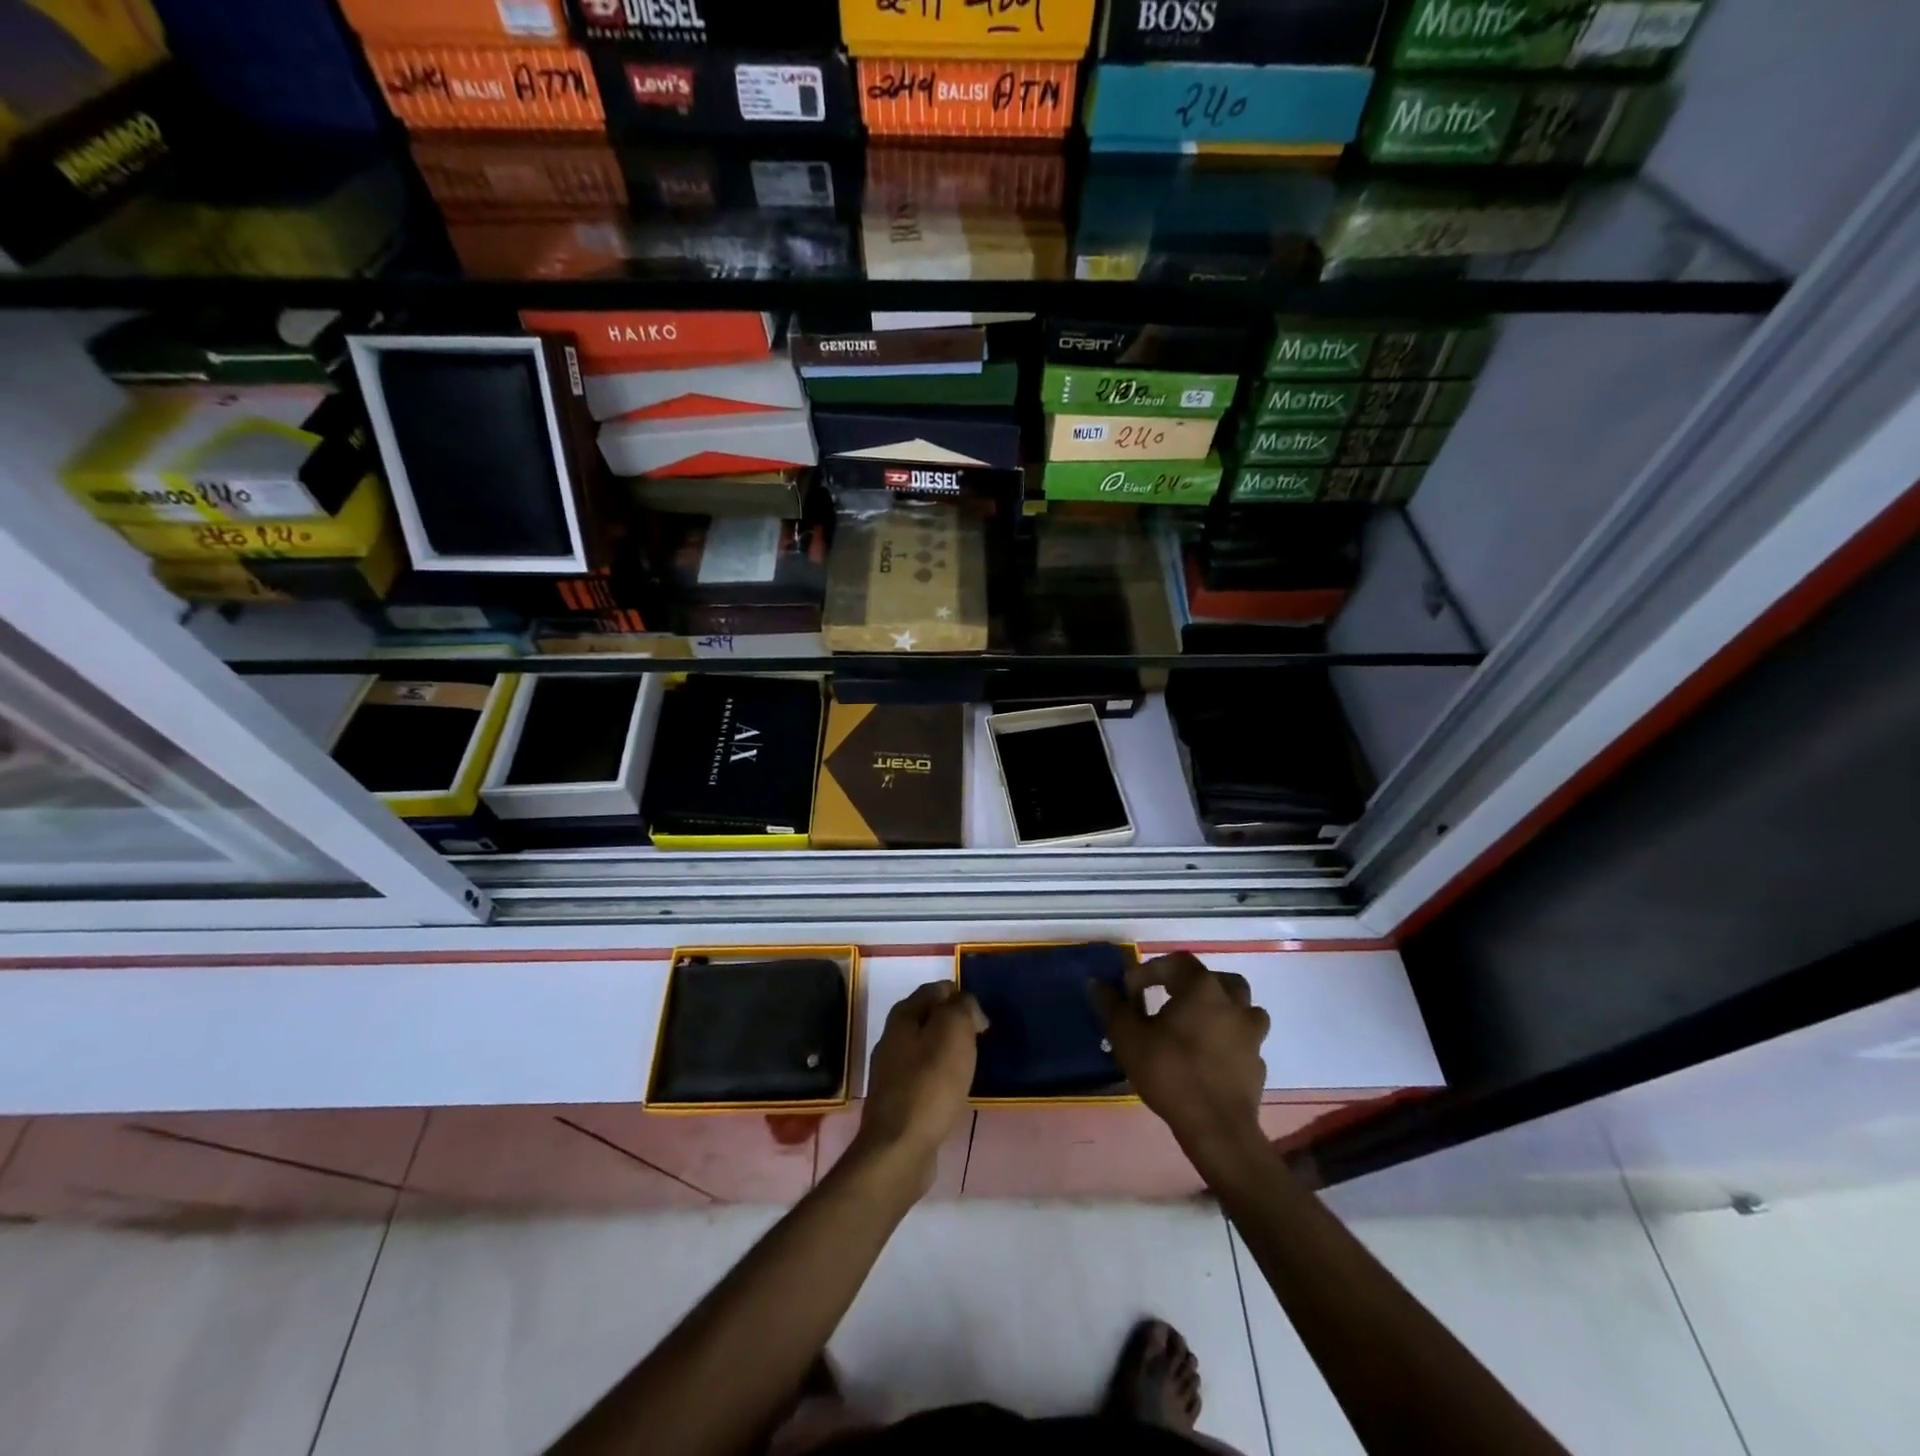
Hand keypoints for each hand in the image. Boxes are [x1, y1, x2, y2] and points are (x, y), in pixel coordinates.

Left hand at [850, 981, 987, 1195]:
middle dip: (956, 1024)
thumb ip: (963, 1007)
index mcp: (903, 1015)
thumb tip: (967, 1007)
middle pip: (930, 1018)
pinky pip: (926, 1077)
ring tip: (973, 1065)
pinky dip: (942, 1077)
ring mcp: (892, 1071)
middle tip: (981, 1040)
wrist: (900, 1147)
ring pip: (928, 1048)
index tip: (982, 1018)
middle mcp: (892, 1038)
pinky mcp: (898, 1100)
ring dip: (949, 1052)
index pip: (936, 989)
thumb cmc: (930, 1083)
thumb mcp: (954, 1031)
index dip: (961, 996)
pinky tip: (956, 1090)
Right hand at [1091, 952, 1269, 1159]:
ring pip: (1241, 1007)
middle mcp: (1232, 1003)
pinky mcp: (1257, 1064)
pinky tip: (1209, 1056)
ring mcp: (1251, 1035)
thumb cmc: (1170, 1073)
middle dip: (1192, 984)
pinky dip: (1228, 1040)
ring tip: (1195, 1024)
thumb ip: (1111, 1006)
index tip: (1129, 994)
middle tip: (1170, 999)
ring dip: (1220, 1009)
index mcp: (1202, 989)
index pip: (1175, 963)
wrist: (1217, 1129)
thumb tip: (1095, 983)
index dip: (1148, 972)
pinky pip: (1243, 1040)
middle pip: (1216, 979)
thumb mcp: (1128, 1038)